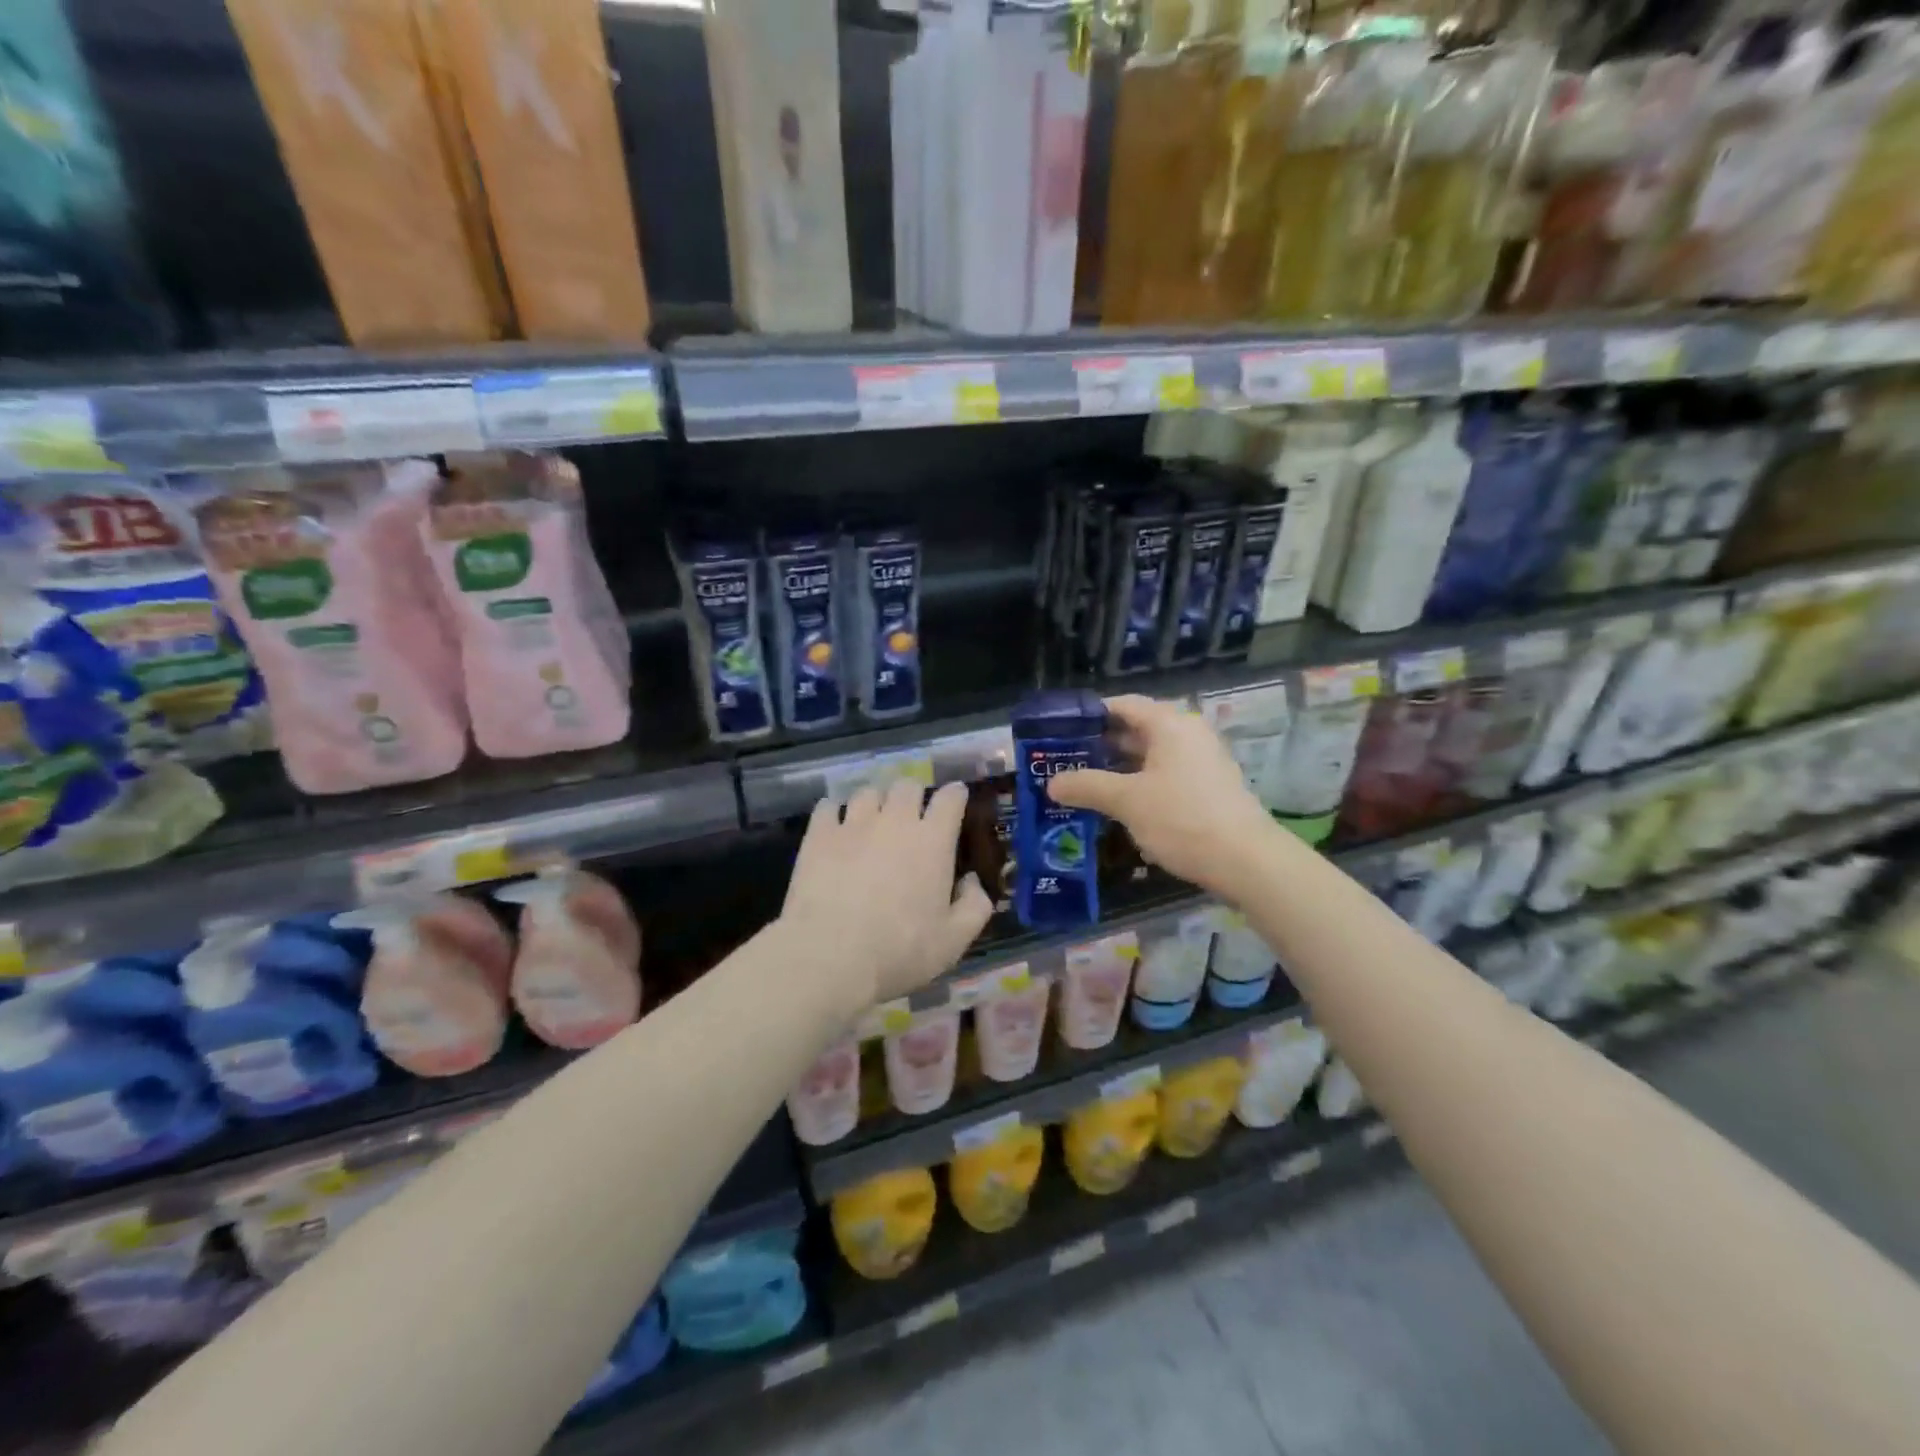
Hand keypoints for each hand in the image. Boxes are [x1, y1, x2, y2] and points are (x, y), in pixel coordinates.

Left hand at [780, 778, 993, 1009]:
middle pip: (907, 786)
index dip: (956, 795)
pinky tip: (835, 824)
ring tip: (872, 817)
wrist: (830, 955)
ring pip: (868, 791)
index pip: (950, 799)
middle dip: (914, 794)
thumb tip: (971, 881)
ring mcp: (854, 824)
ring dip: (875, 800)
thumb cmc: (900, 951)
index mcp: (933, 841)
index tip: (956, 798)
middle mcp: (895, 821)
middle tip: (912, 812)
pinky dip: (835, 810)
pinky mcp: (819, 835)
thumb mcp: (954, 941)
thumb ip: (974, 906)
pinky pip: (828, 807)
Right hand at [1047, 695, 1276, 896]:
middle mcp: (1188, 734)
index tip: (1060, 732)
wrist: (1246, 861)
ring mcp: (1202, 761)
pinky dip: (1140, 783)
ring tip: (1085, 785)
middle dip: (1100, 745)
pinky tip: (1120, 806)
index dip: (1090, 715)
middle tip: (1065, 761)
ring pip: (1151, 755)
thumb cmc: (1182, 819)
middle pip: (1137, 729)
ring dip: (1119, 768)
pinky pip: (1166, 775)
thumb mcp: (1127, 801)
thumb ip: (1087, 786)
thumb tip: (1052, 783)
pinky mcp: (1209, 787)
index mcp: (1170, 725)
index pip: (1123, 705)